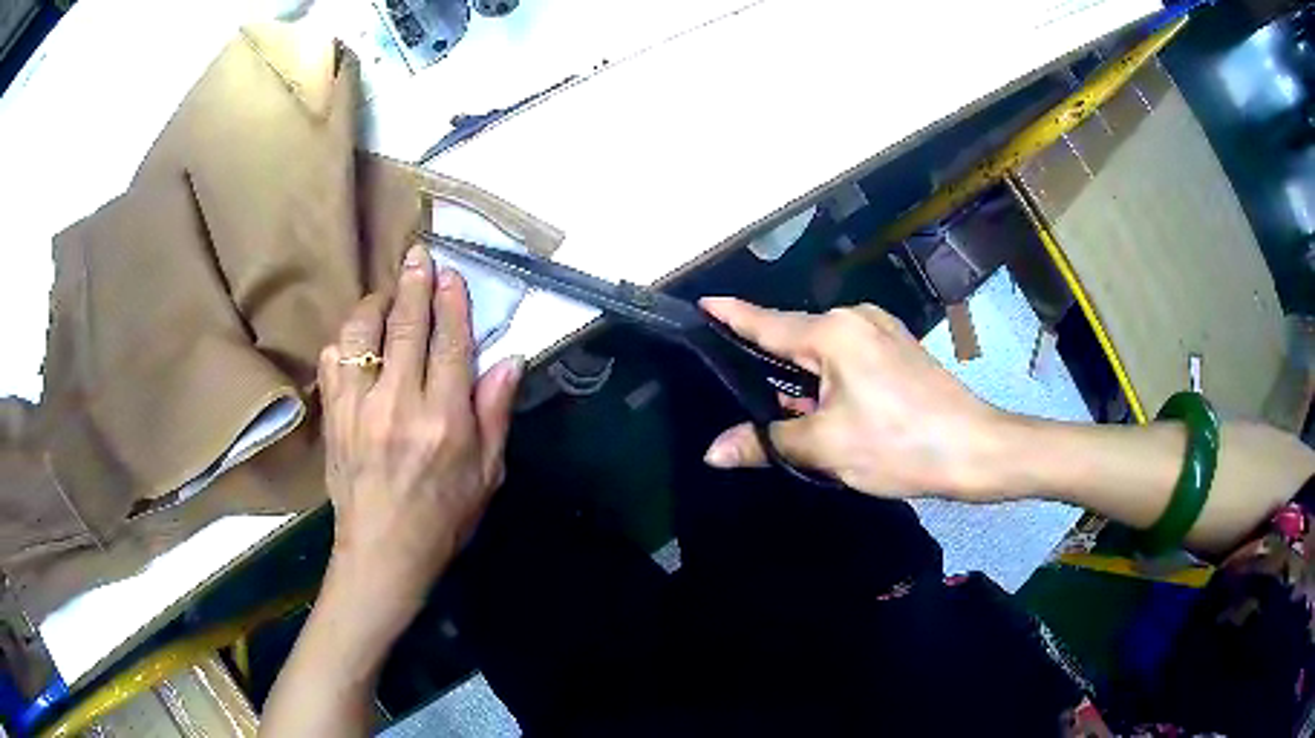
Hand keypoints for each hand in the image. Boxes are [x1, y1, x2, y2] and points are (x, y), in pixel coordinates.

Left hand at [317, 244, 522, 636]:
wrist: (383, 552)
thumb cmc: (443, 518)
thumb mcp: (487, 474)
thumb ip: (496, 413)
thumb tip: (510, 359)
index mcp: (445, 421)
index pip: (450, 344)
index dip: (452, 303)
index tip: (451, 274)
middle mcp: (399, 405)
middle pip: (406, 327)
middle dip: (414, 284)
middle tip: (419, 255)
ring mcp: (359, 409)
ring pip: (362, 335)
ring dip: (375, 304)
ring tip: (387, 293)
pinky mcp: (333, 417)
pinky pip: (332, 361)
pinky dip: (345, 340)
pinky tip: (356, 337)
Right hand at [699, 298, 1007, 499]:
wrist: (974, 449)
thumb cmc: (898, 444)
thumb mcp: (825, 447)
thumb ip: (766, 442)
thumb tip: (714, 452)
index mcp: (833, 332)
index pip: (767, 323)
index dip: (732, 316)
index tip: (703, 303)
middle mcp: (855, 318)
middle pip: (796, 339)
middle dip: (772, 368)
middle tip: (746, 399)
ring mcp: (881, 331)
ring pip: (823, 353)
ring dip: (805, 382)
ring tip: (794, 418)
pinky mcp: (898, 350)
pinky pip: (848, 359)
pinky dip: (830, 382)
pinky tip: (831, 412)